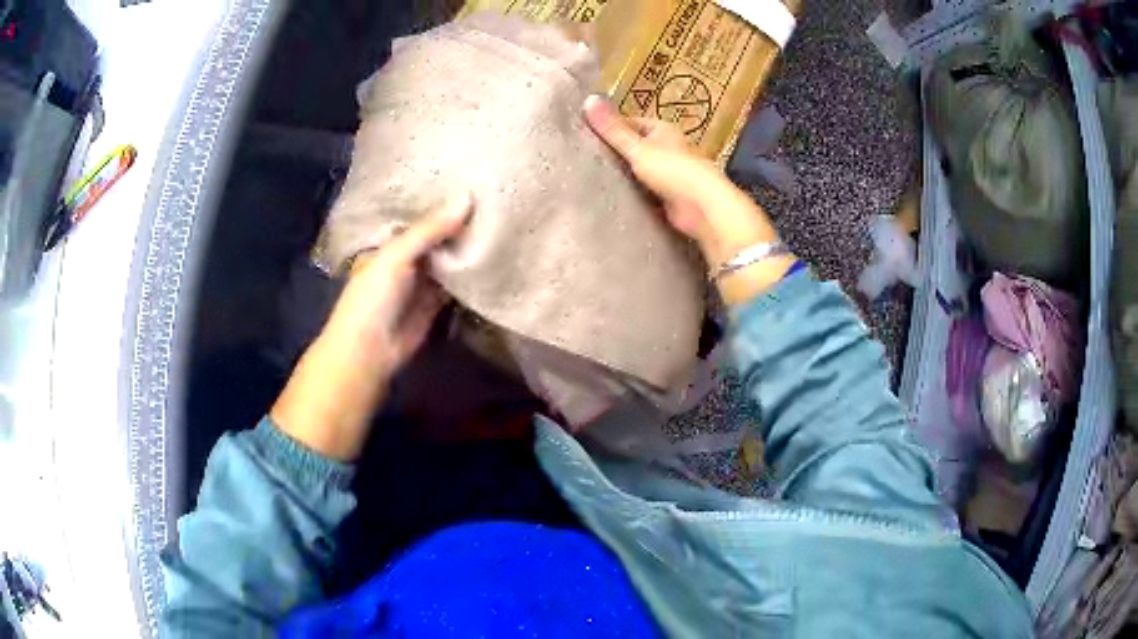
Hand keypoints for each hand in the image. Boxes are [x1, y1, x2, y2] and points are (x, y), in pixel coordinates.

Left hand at [271, 198, 470, 460]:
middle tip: (495, 199)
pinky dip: (471, 274)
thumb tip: (468, 198)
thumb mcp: (396, 256)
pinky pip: (456, 284)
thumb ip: (430, 230)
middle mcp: (405, 257)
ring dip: (467, 247)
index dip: (439, 201)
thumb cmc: (373, 297)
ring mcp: (421, 280)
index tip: (471, 181)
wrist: (369, 351)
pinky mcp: (436, 302)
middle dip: (458, 223)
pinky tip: (494, 255)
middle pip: (436, 236)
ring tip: (501, 220)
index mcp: (389, 241)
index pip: (418, 216)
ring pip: (448, 259)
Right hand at [583, 96, 795, 304]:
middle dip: (616, 152)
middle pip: (636, 146)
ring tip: (594, 177)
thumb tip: (588, 99)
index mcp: (663, 129)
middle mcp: (669, 148)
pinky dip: (633, 193)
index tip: (586, 134)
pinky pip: (645, 191)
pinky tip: (613, 197)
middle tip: (586, 157)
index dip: (610, 127)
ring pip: (640, 169)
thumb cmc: (673, 170)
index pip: (631, 123)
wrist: (703, 207)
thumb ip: (612, 129)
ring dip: (624, 174)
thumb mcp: (637, 147)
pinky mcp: (670, 196)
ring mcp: (671, 173)